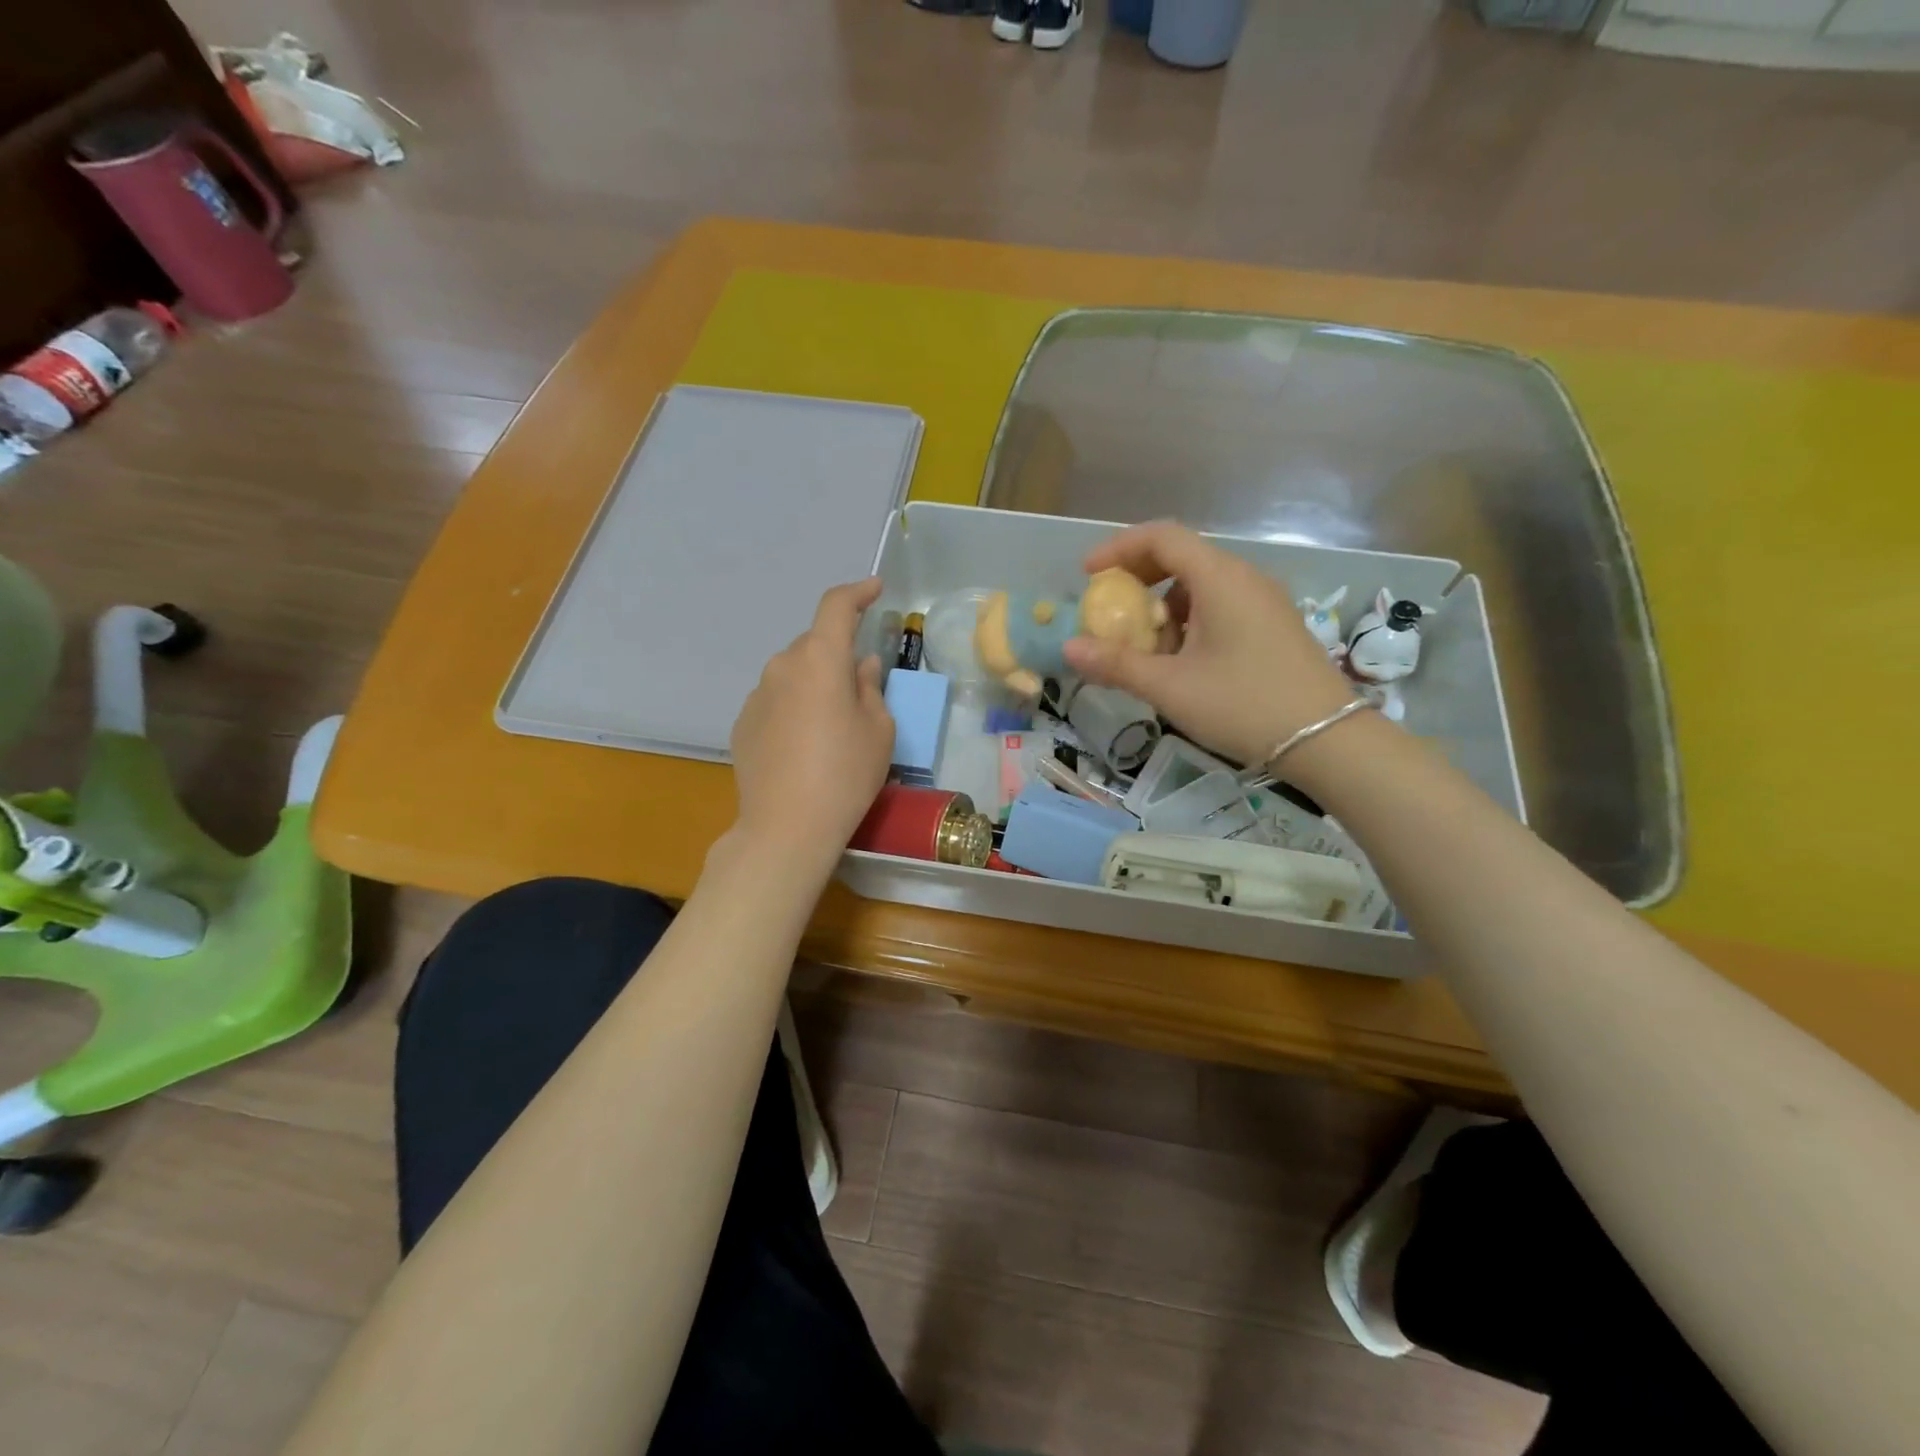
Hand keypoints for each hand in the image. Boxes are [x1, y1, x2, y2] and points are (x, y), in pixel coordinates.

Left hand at [729, 578, 893, 867]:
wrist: (787, 826)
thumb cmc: (846, 773)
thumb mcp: (879, 730)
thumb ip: (871, 688)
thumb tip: (861, 666)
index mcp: (820, 660)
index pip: (836, 606)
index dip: (857, 593)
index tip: (874, 590)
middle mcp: (783, 666)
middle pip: (814, 645)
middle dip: (838, 655)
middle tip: (860, 689)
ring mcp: (757, 695)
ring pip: (793, 673)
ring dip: (814, 683)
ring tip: (831, 724)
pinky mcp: (743, 723)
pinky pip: (776, 700)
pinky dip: (794, 707)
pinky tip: (804, 744)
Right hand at [1062, 521, 1358, 766]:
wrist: (1327, 740)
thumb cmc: (1243, 705)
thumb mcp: (1170, 687)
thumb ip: (1117, 664)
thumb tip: (1069, 648)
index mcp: (1220, 578)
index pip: (1162, 537)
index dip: (1118, 548)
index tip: (1088, 575)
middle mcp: (1243, 577)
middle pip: (1181, 556)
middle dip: (1137, 578)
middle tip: (1109, 609)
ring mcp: (1263, 600)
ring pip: (1200, 584)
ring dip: (1162, 604)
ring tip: (1143, 645)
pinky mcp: (1272, 624)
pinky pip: (1220, 604)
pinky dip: (1188, 619)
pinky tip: (1180, 659)